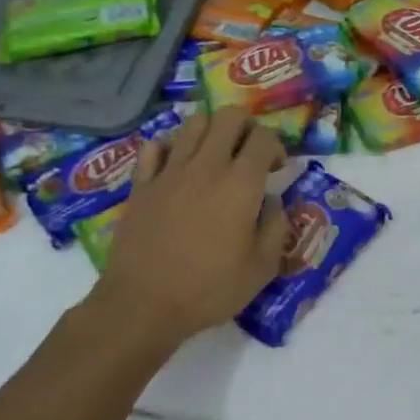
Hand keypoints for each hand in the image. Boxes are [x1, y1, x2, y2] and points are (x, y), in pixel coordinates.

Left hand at [87, 108, 286, 353]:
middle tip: (248, 152)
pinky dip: (168, 148)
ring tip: (214, 156)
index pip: (264, 137)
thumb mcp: (262, 268)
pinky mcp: (142, 183)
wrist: (143, 304)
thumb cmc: (209, 289)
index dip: (276, 146)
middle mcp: (207, 165)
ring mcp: (170, 171)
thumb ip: (275, 227)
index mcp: (241, 183)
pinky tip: (176, 166)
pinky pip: (154, 147)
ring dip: (210, 131)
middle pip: (229, 115)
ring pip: (193, 123)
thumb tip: (271, 201)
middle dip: (246, 126)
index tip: (277, 169)